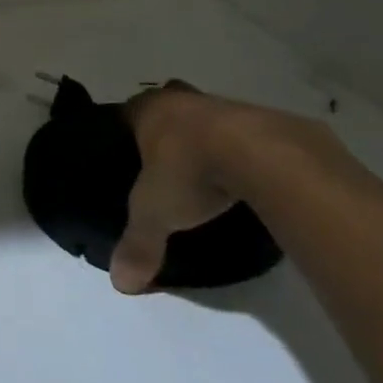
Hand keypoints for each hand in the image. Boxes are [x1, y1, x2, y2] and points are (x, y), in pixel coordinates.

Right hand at [110, 80, 312, 294]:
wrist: (260, 153)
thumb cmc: (191, 170)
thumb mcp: (156, 213)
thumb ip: (138, 244)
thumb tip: (120, 283)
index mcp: (148, 110)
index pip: (127, 112)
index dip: (127, 130)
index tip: (128, 152)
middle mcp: (181, 99)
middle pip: (167, 105)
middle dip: (167, 128)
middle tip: (167, 161)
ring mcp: (222, 105)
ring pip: (204, 116)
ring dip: (205, 138)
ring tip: (207, 173)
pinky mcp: (261, 119)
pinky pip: (241, 132)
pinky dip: (239, 150)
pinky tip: (242, 177)